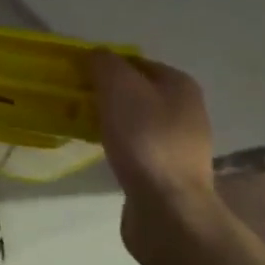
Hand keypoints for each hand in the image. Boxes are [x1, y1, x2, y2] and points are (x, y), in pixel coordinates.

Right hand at [89, 52, 217, 252]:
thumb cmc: (145, 140)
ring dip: (112, 122)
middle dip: (108, 95)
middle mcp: (187, 110)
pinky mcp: (169, 173)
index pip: (137, 62)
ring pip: (137, 122)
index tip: (79, 77)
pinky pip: (138, 149)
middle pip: (138, 92)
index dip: (107, 65)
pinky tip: (103, 155)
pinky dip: (120, 148)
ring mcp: (181, 144)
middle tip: (77, 102)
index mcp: (181, 84)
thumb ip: (106, 64)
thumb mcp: (119, 88)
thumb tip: (97, 55)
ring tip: (84, 128)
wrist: (167, 210)